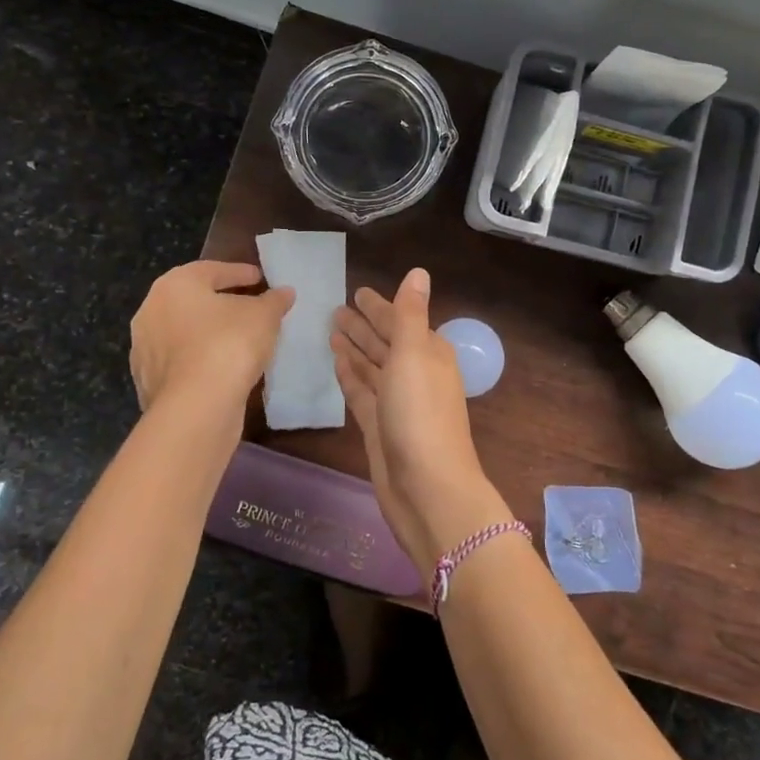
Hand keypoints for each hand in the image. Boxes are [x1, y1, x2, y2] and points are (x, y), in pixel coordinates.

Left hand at [130, 261, 293, 413]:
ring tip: (239, 341)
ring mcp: (145, 349)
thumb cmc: (229, 344)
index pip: (212, 270)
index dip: (240, 273)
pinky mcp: (147, 383)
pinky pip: (181, 362)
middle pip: (193, 301)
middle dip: (221, 303)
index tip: (260, 278)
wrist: (196, 407)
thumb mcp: (264, 316)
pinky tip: (223, 368)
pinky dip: (201, 360)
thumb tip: (284, 292)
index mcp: (174, 285)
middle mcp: (151, 311)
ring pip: (184, 333)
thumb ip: (274, 300)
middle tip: (249, 307)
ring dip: (208, 334)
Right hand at [333, 268, 509, 575]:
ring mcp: (397, 402)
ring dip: (355, 348)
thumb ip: (409, 313)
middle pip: (385, 342)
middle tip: (335, 309)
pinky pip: (362, 392)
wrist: (426, 488)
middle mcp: (415, 374)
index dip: (379, 306)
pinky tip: (336, 363)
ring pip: (373, 367)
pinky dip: (351, 376)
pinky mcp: (379, 427)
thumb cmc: (420, 413)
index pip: (400, 320)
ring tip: (330, 330)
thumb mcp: (415, 354)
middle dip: (364, 325)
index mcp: (429, 353)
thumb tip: (419, 271)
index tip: (357, 291)